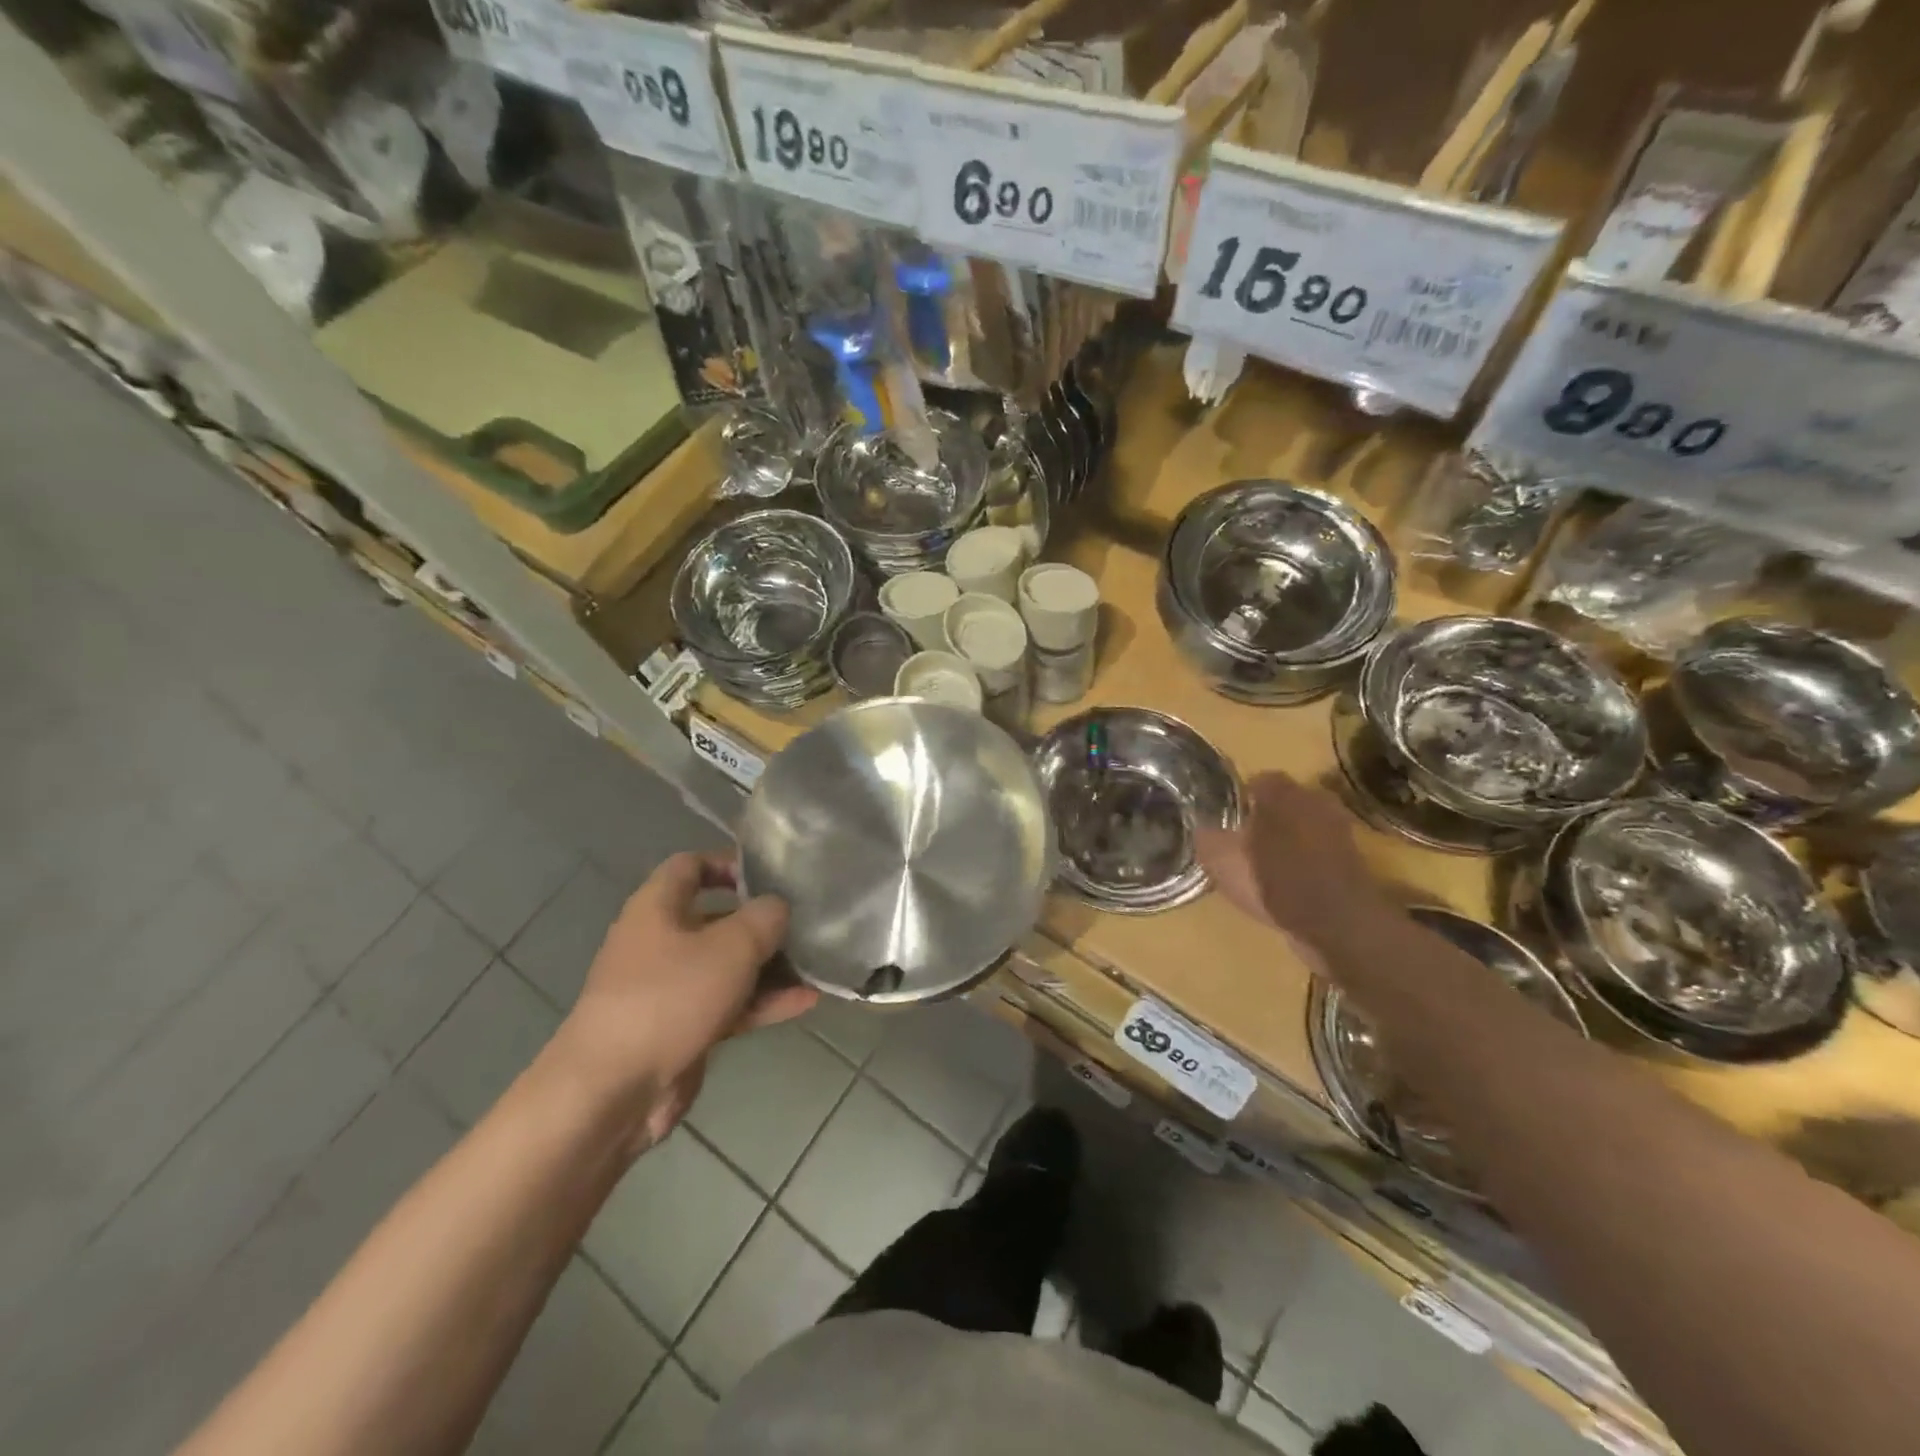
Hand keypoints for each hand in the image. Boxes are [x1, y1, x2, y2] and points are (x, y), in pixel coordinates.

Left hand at [546, 852, 816, 1150]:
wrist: (612, 1090)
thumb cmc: (670, 998)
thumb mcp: (730, 946)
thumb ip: (764, 917)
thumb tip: (778, 907)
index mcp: (657, 908)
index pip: (690, 866)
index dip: (729, 863)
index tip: (770, 876)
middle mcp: (660, 942)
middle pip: (716, 919)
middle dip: (761, 922)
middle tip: (804, 923)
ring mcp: (669, 989)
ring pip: (727, 966)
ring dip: (769, 967)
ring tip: (815, 965)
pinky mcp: (681, 1029)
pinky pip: (728, 1005)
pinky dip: (762, 1002)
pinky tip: (805, 1002)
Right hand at [1196, 772, 1397, 966]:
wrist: (1338, 923)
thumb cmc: (1275, 880)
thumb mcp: (1222, 860)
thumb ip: (1208, 838)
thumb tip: (1202, 828)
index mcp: (1281, 792)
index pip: (1258, 781)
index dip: (1240, 799)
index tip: (1226, 819)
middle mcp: (1314, 800)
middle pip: (1284, 802)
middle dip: (1266, 817)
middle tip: (1245, 841)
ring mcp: (1338, 829)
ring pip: (1304, 826)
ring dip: (1289, 840)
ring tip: (1266, 865)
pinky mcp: (1353, 861)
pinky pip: (1319, 852)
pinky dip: (1306, 863)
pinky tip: (1289, 884)